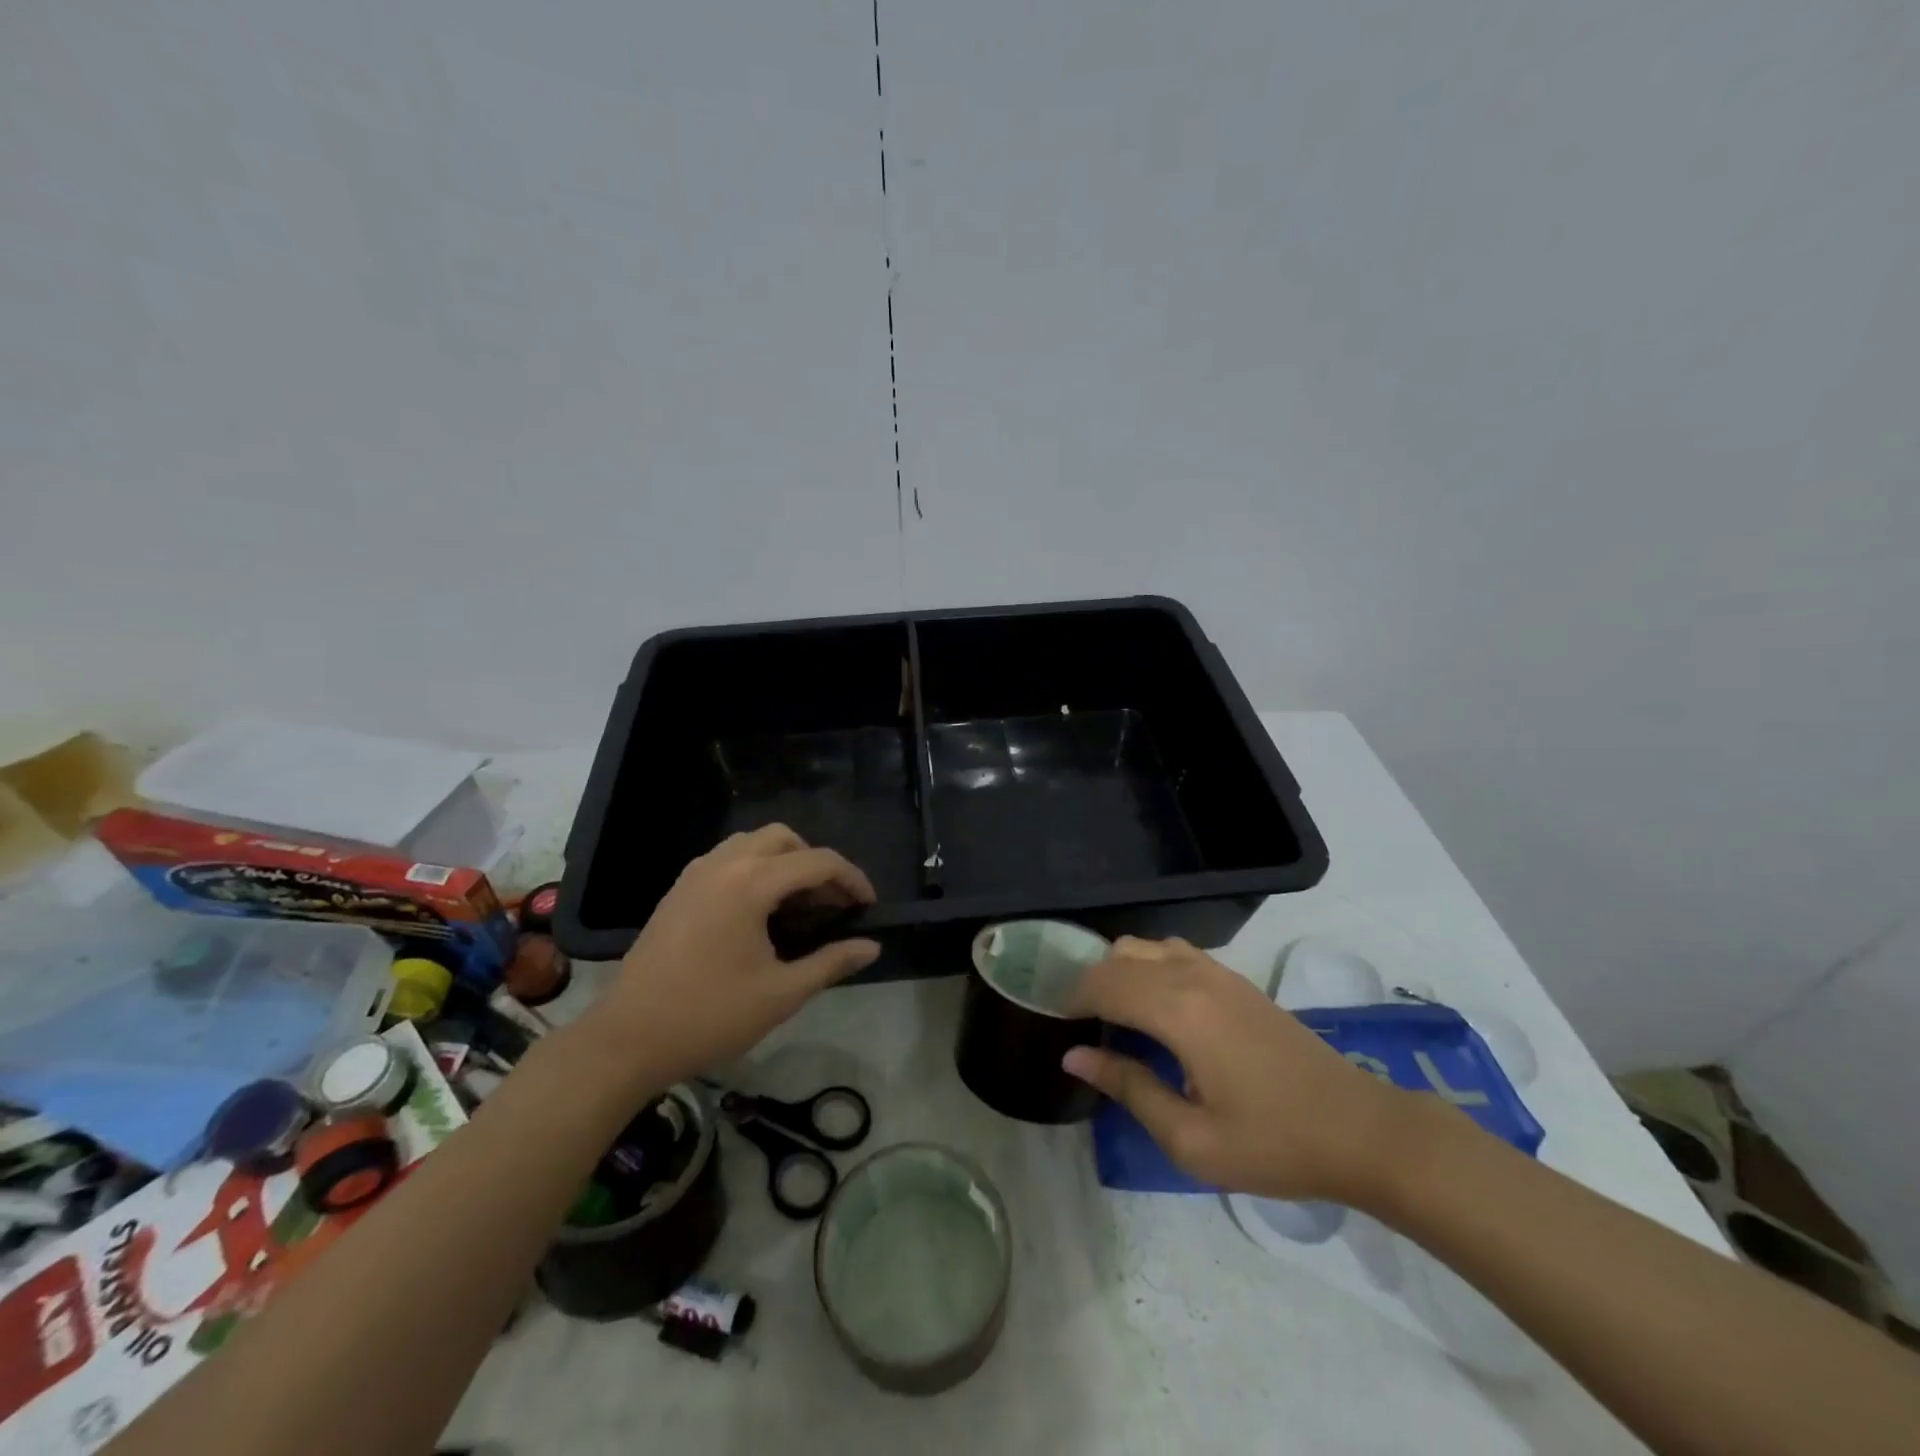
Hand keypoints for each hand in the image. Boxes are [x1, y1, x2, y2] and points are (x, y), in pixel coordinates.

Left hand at [585, 825, 880, 1088]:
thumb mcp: (781, 994)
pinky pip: (726, 858)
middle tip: (829, 903)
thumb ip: (831, 962)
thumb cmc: (710, 1016)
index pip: (817, 861)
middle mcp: (723, 865)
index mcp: (751, 884)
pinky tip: (757, 910)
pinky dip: (753, 867)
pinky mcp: (678, 890)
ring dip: (783, 860)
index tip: (869, 905)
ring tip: (796, 903)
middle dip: (815, 862)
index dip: (852, 879)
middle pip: (784, 838)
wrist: (628, 1039)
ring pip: (752, 842)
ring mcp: (695, 874)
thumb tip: (871, 946)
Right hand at [1064, 937, 1412, 1203]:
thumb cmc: (1273, 1143)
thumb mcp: (1191, 1138)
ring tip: (1111, 1014)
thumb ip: (1129, 1088)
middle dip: (1090, 982)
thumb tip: (1074, 1056)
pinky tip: (1153, 1007)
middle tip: (1079, 1026)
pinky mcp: (1236, 979)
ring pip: (1146, 947)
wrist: (1360, 1129)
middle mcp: (1193, 976)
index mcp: (1178, 1011)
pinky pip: (1174, 952)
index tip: (1054, 1024)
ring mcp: (1218, 972)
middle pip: (1119, 956)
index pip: (1104, 984)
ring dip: (1119, 970)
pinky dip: (1148, 967)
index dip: (1071, 999)